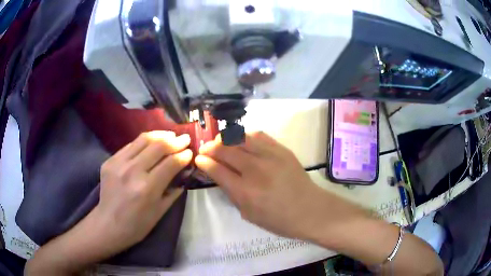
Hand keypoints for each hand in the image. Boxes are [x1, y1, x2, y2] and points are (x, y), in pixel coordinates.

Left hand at [94, 131, 191, 250]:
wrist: (108, 225)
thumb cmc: (137, 225)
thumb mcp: (160, 212)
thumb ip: (173, 191)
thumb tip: (184, 173)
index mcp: (147, 188)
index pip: (171, 163)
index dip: (184, 155)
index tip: (190, 152)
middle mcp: (133, 171)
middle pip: (158, 146)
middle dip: (176, 141)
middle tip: (185, 139)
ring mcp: (119, 163)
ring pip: (143, 139)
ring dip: (160, 135)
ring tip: (170, 135)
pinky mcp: (110, 160)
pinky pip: (130, 145)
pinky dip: (144, 142)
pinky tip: (151, 143)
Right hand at [195, 132, 327, 238]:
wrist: (310, 210)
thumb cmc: (279, 219)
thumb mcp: (249, 214)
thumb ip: (232, 194)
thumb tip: (220, 175)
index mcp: (245, 191)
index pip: (217, 170)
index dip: (204, 162)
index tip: (198, 159)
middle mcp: (255, 170)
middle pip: (225, 150)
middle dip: (210, 148)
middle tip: (205, 149)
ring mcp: (270, 156)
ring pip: (240, 138)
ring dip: (225, 138)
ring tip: (219, 141)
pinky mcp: (281, 150)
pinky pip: (258, 135)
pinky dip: (245, 135)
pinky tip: (241, 139)